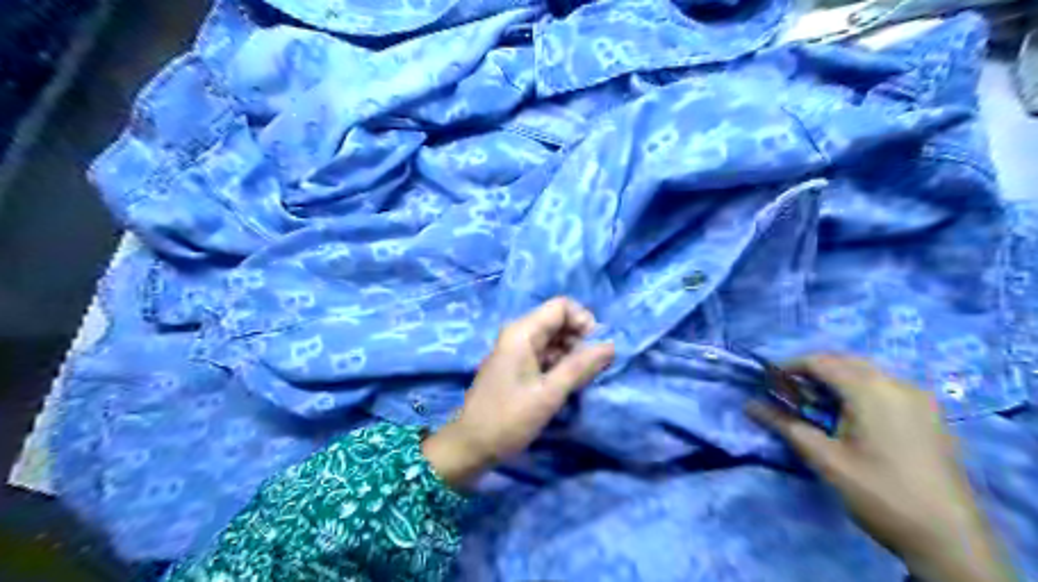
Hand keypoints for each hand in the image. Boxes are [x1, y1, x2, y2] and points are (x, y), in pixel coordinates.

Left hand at [424, 301, 614, 489]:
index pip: (561, 306)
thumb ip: (580, 367)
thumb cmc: (508, 419)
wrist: (471, 446)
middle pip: (558, 322)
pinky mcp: (517, 367)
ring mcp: (516, 350)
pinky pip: (545, 355)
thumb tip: (611, 345)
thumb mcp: (549, 393)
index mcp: (522, 332)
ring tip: (581, 380)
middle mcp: (518, 334)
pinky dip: (560, 365)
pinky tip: (567, 386)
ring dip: (572, 354)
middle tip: (591, 369)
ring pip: (554, 340)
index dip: (583, 321)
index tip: (594, 348)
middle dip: (580, 340)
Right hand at [750, 356, 1019, 580]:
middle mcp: (899, 384)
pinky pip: (887, 387)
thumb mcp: (825, 459)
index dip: (790, 367)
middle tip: (790, 394)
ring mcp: (921, 399)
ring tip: (817, 405)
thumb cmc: (879, 493)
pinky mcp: (932, 415)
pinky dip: (861, 390)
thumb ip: (785, 425)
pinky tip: (852, 417)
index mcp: (871, 390)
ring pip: (868, 372)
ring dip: (837, 379)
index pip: (821, 361)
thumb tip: (749, 405)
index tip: (769, 383)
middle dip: (813, 371)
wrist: (951, 540)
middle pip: (846, 361)